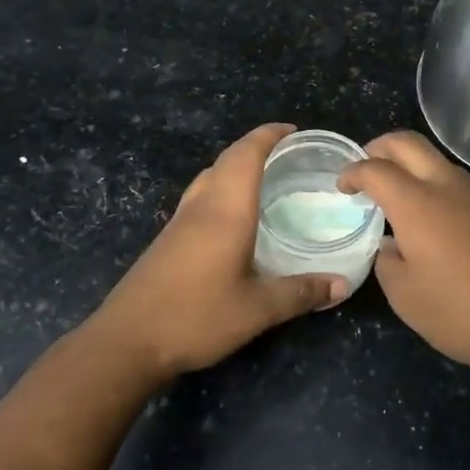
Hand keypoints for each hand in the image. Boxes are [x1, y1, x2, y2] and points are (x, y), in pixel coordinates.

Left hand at [88, 123, 344, 385]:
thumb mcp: (256, 310)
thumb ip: (300, 294)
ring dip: (236, 165)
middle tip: (288, 153)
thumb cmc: (196, 316)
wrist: (128, 339)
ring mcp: (180, 219)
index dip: (268, 135)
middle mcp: (202, 205)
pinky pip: (201, 194)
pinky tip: (234, 214)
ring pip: (210, 175)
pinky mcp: (168, 237)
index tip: (293, 130)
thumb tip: (342, 285)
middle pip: (227, 158)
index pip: (247, 154)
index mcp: (226, 209)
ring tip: (265, 177)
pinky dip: (222, 186)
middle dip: (256, 146)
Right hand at [340, 132, 469, 379]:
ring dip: (415, 168)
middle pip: (408, 143)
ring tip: (403, 196)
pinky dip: (442, 190)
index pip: (375, 169)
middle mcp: (449, 186)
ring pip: (440, 163)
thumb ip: (388, 263)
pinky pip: (465, 187)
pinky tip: (443, 223)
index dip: (353, 172)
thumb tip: (392, 245)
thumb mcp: (408, 299)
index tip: (343, 185)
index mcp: (417, 204)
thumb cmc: (464, 312)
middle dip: (380, 147)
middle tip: (368, 164)